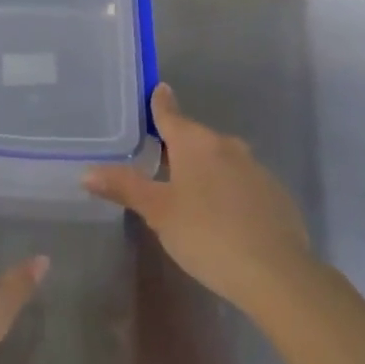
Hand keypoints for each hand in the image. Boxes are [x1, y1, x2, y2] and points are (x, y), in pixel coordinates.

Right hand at [84, 84, 314, 323]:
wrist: (277, 273)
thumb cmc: (207, 234)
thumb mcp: (158, 212)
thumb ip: (125, 187)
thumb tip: (87, 171)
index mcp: (195, 143)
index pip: (171, 114)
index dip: (160, 103)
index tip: (157, 89)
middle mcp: (227, 146)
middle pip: (196, 138)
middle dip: (179, 145)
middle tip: (159, 157)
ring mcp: (256, 169)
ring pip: (222, 160)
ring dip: (205, 169)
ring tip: (188, 191)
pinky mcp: (276, 195)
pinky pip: (243, 183)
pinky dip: (228, 190)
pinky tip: (222, 216)